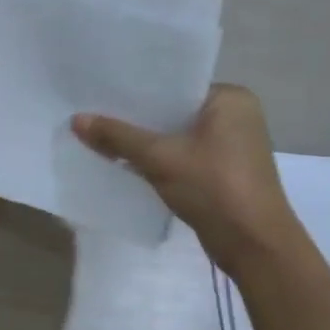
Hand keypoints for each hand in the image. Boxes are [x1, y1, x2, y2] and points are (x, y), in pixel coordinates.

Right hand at [73, 84, 305, 270]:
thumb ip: (118, 137)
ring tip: (100, 135)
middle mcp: (235, 115)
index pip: (175, 84)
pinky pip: (181, 154)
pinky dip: (157, 158)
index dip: (136, 90)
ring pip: (176, 135)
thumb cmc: (214, 188)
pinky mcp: (223, 171)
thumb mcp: (160, 158)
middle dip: (136, 118)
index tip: (100, 90)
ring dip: (144, 140)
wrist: (253, 245)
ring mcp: (231, 145)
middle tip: (93, 112)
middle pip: (173, 111)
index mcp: (231, 99)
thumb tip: (76, 119)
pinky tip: (124, 161)